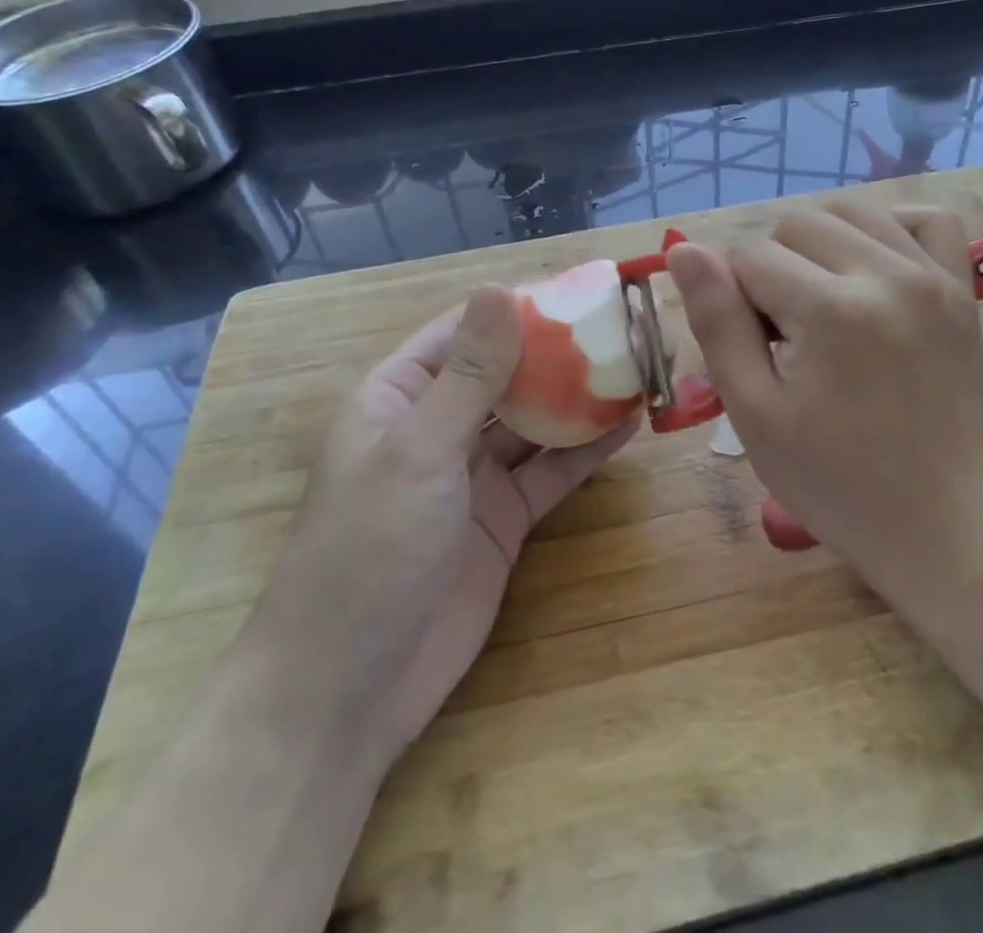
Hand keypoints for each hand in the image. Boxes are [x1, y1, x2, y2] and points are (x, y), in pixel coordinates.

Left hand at [270, 287, 631, 757]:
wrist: (347, 694)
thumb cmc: (369, 550)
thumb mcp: (420, 450)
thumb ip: (470, 374)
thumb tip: (500, 288)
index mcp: (400, 396)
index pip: (466, 332)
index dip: (520, 309)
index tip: (579, 291)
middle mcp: (437, 427)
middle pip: (506, 374)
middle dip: (558, 353)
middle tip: (622, 328)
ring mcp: (472, 476)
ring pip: (534, 422)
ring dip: (579, 399)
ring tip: (634, 370)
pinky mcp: (503, 519)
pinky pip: (549, 472)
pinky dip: (585, 451)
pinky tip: (628, 428)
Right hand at [666, 202, 982, 606]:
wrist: (943, 524)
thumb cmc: (836, 481)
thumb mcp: (754, 413)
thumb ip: (717, 322)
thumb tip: (685, 249)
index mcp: (831, 311)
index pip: (749, 255)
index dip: (734, 297)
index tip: (756, 348)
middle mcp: (887, 275)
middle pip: (796, 223)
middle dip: (774, 267)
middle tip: (787, 332)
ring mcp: (933, 277)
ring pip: (851, 209)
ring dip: (820, 242)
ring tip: (822, 297)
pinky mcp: (962, 289)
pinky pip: (928, 219)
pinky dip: (891, 227)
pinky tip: (874, 265)